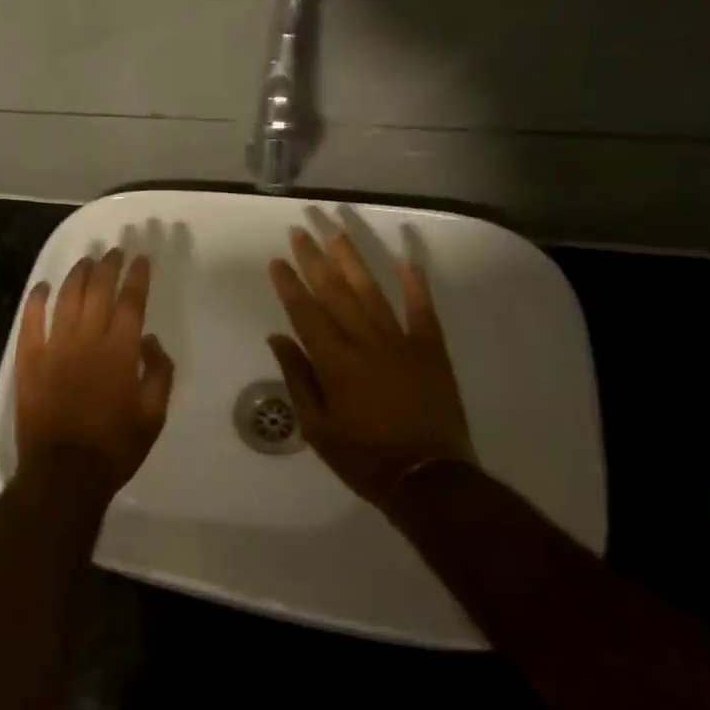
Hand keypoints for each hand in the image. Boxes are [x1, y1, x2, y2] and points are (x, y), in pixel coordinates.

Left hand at [16, 248, 175, 501]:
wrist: (64, 472)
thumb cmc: (115, 447)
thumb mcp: (153, 414)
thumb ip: (158, 372)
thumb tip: (149, 340)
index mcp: (120, 351)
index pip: (131, 301)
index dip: (137, 276)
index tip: (141, 259)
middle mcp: (86, 339)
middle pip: (98, 290)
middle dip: (109, 266)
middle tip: (115, 251)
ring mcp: (53, 346)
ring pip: (66, 297)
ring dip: (77, 274)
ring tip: (86, 261)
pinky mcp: (28, 359)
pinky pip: (30, 320)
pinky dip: (36, 299)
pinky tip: (42, 286)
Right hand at [267, 226, 475, 508]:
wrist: (429, 479)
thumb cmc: (363, 457)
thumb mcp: (316, 427)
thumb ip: (298, 377)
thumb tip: (278, 336)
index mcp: (335, 362)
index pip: (306, 312)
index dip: (290, 284)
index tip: (277, 260)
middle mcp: (366, 343)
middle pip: (336, 292)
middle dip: (315, 259)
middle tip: (301, 230)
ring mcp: (403, 343)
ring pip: (373, 292)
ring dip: (354, 259)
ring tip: (337, 231)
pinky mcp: (431, 350)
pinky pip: (423, 310)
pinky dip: (415, 283)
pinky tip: (406, 258)